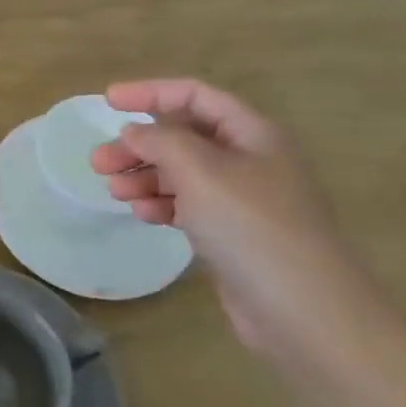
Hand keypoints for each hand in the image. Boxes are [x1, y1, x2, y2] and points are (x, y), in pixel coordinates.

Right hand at [91, 79, 383, 356]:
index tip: (107, 101)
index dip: (150, 92)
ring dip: (144, 175)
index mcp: (252, 133)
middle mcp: (249, 159)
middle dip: (139, 144)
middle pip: (183, 136)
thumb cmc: (252, 228)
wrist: (306, 314)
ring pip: (182, 172)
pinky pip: (189, 205)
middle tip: (99, 162)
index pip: (194, 95)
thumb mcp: (200, 171)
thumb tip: (135, 130)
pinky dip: (161, 203)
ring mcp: (243, 199)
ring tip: (113, 191)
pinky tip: (140, 212)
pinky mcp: (233, 234)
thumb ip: (161, 141)